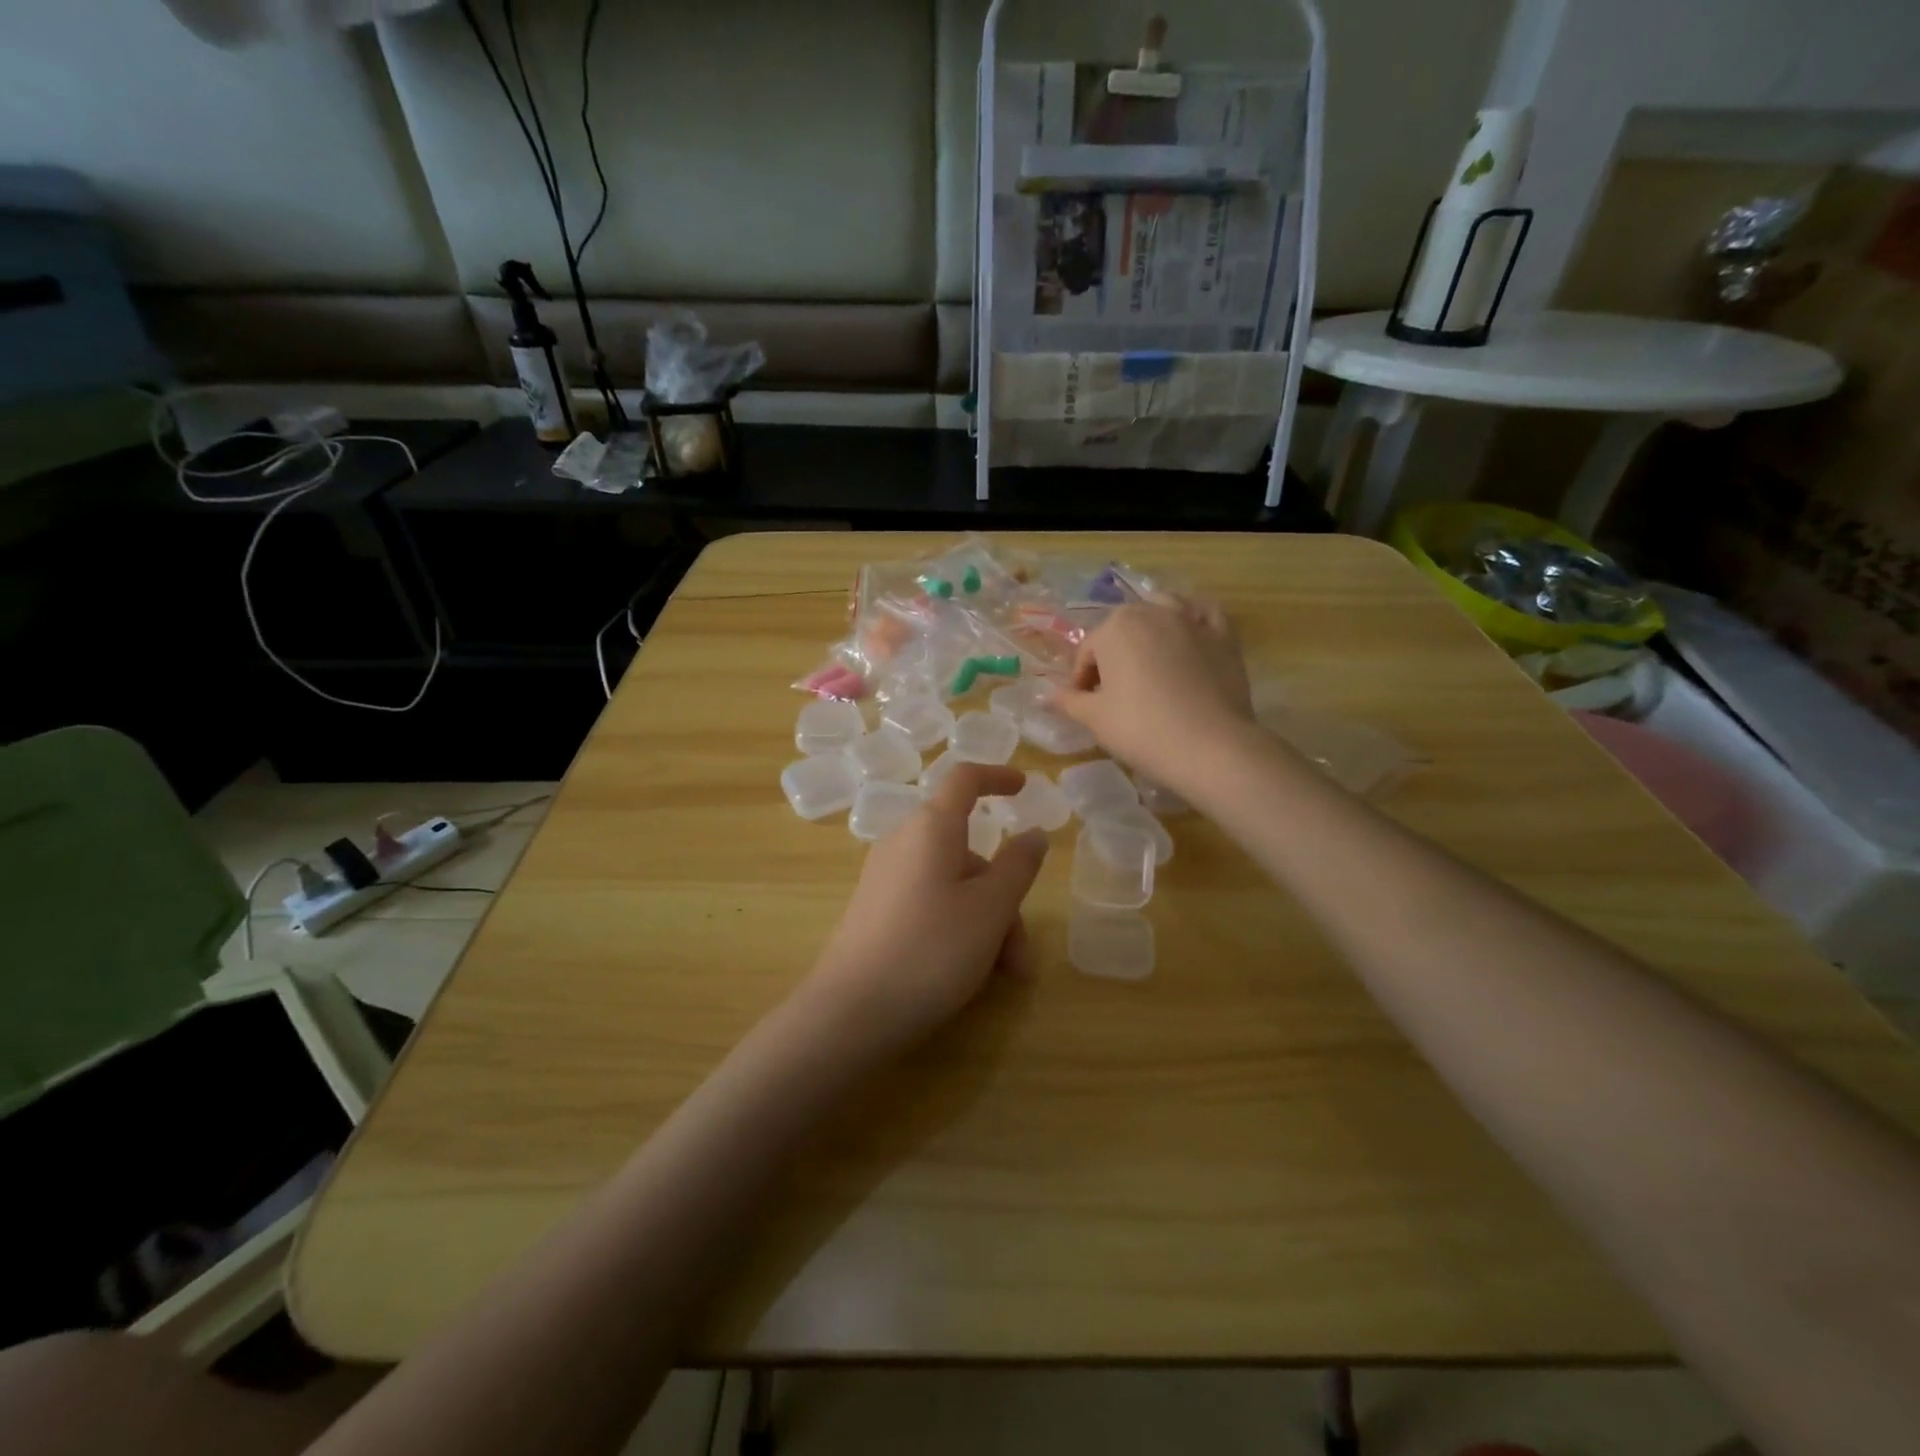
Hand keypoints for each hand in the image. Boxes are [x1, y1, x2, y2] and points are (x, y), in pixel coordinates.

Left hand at [802, 764, 1047, 1052]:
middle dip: (1004, 896)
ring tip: (1005, 976)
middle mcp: (904, 843)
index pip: (965, 780)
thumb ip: (1018, 866)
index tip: (1025, 788)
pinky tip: (971, 974)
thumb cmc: (931, 949)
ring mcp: (886, 878)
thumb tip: (1033, 833)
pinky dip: (960, 928)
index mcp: (931, 828)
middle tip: (1022, 952)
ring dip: (988, 922)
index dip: (997, 777)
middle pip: (969, 852)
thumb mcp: (990, 908)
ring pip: (954, 885)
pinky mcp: (877, 911)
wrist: (850, 1012)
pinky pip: (930, 904)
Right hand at [1051, 597, 1253, 791]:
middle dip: (1113, 655)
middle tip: (1114, 692)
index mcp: (1115, 627)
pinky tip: (1189, 638)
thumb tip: (1049, 696)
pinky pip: (1204, 616)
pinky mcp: (1224, 636)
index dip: (1080, 680)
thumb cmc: (1141, 729)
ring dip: (1150, 628)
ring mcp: (1192, 620)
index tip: (1084, 706)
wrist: (1209, 746)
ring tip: (1148, 660)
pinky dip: (1193, 621)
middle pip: (1122, 629)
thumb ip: (1069, 701)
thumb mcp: (1095, 719)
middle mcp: (1152, 611)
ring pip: (1163, 610)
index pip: (1087, 652)